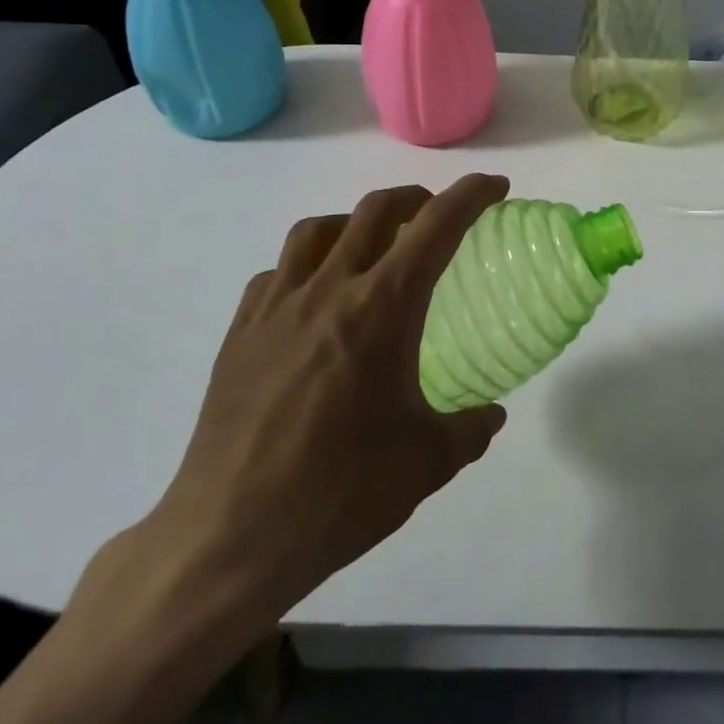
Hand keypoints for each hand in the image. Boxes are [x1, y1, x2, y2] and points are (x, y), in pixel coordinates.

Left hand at [144, 175, 510, 646]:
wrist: (229, 537)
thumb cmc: (339, 492)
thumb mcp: (426, 463)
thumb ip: (468, 430)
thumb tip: (490, 415)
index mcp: (381, 309)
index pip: (436, 226)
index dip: (471, 195)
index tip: (495, 187)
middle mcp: (328, 290)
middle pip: (375, 210)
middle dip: (415, 198)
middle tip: (436, 215)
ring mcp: (276, 307)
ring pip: (318, 229)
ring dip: (356, 222)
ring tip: (372, 247)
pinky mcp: (240, 332)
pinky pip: (277, 272)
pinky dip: (306, 265)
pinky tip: (314, 299)